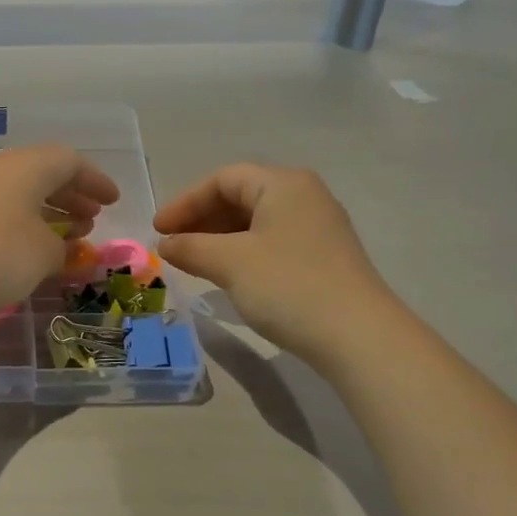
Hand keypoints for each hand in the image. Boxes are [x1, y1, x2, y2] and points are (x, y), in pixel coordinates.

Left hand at [0, 145, 119, 322]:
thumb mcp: (43, 254)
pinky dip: (25, 224)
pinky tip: (32, 250)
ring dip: (50, 211)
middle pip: (44, 173)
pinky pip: (2, 211)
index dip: (96, 181)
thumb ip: (62, 247)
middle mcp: (0, 170)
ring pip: (22, 193)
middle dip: (73, 195)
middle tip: (92, 219)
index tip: (113, 201)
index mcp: (28, 166)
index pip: (70, 161)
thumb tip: (60, 247)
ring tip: (69, 237)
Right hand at [153, 163, 387, 361]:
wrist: (358, 337)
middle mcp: (304, 196)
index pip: (223, 178)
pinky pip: (271, 242)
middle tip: (172, 245)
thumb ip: (191, 247)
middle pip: (240, 196)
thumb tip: (166, 244)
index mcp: (283, 184)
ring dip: (219, 237)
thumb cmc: (288, 285)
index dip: (185, 201)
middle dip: (201, 219)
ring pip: (255, 221)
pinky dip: (242, 252)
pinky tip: (227, 275)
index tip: (158, 230)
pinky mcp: (323, 257)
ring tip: (193, 262)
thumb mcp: (230, 262)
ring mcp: (317, 227)